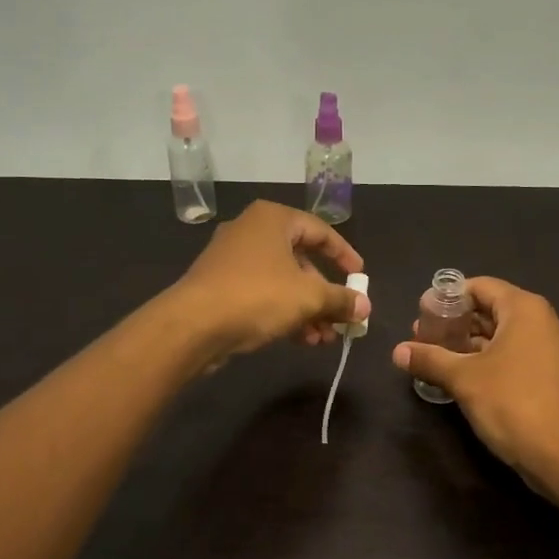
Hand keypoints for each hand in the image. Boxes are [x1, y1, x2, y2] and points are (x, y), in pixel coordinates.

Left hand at [170, 202, 369, 364]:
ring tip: (324, 339)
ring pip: (282, 282)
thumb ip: (341, 299)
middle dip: (324, 294)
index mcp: (273, 219)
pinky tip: (302, 340)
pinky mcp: (220, 287)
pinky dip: (284, 313)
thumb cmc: (258, 296)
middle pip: (301, 260)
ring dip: (307, 310)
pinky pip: (262, 295)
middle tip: (342, 318)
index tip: (360, 278)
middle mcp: (251, 231)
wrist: (193, 325)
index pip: (320, 231)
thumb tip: (365, 307)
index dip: (344, 255)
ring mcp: (232, 260)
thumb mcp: (309, 297)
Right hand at [392, 278, 558, 480]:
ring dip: (469, 344)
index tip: (422, 313)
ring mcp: (551, 350)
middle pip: (492, 309)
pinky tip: (461, 376)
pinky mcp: (551, 376)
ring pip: (502, 335)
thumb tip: (397, 352)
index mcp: (525, 309)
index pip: (481, 286)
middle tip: (422, 337)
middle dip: (456, 322)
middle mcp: (542, 321)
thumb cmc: (511, 402)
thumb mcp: (463, 378)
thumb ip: (430, 359)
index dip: (449, 297)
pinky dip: (488, 360)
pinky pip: (514, 355)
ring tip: (435, 357)